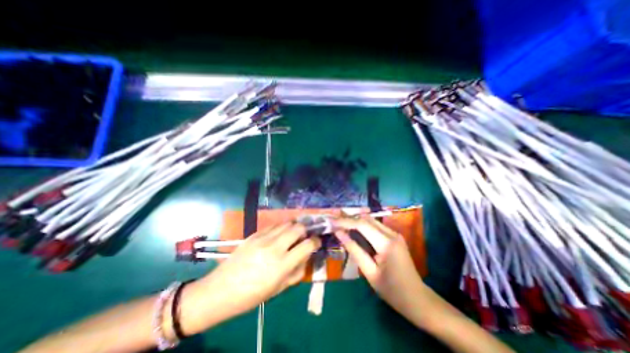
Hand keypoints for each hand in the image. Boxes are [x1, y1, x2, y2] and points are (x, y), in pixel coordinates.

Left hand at [196, 222, 320, 314]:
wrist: (221, 290)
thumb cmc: (252, 295)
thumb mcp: (280, 288)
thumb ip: (297, 270)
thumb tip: (307, 255)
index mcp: (282, 264)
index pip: (307, 245)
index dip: (316, 241)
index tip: (316, 242)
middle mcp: (274, 247)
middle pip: (298, 227)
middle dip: (306, 230)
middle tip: (304, 236)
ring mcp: (263, 238)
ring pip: (286, 223)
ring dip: (294, 227)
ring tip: (293, 234)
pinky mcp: (254, 234)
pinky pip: (274, 225)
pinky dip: (281, 227)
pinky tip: (279, 234)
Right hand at [332, 218, 424, 316]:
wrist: (417, 298)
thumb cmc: (392, 291)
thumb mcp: (369, 272)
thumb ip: (354, 250)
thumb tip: (339, 233)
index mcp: (386, 243)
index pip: (362, 225)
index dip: (345, 221)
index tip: (331, 222)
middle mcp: (392, 233)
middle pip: (366, 219)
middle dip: (349, 218)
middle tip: (334, 221)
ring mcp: (394, 233)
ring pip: (371, 220)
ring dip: (355, 221)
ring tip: (340, 223)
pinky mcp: (394, 236)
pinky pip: (375, 226)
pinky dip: (363, 226)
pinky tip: (353, 229)